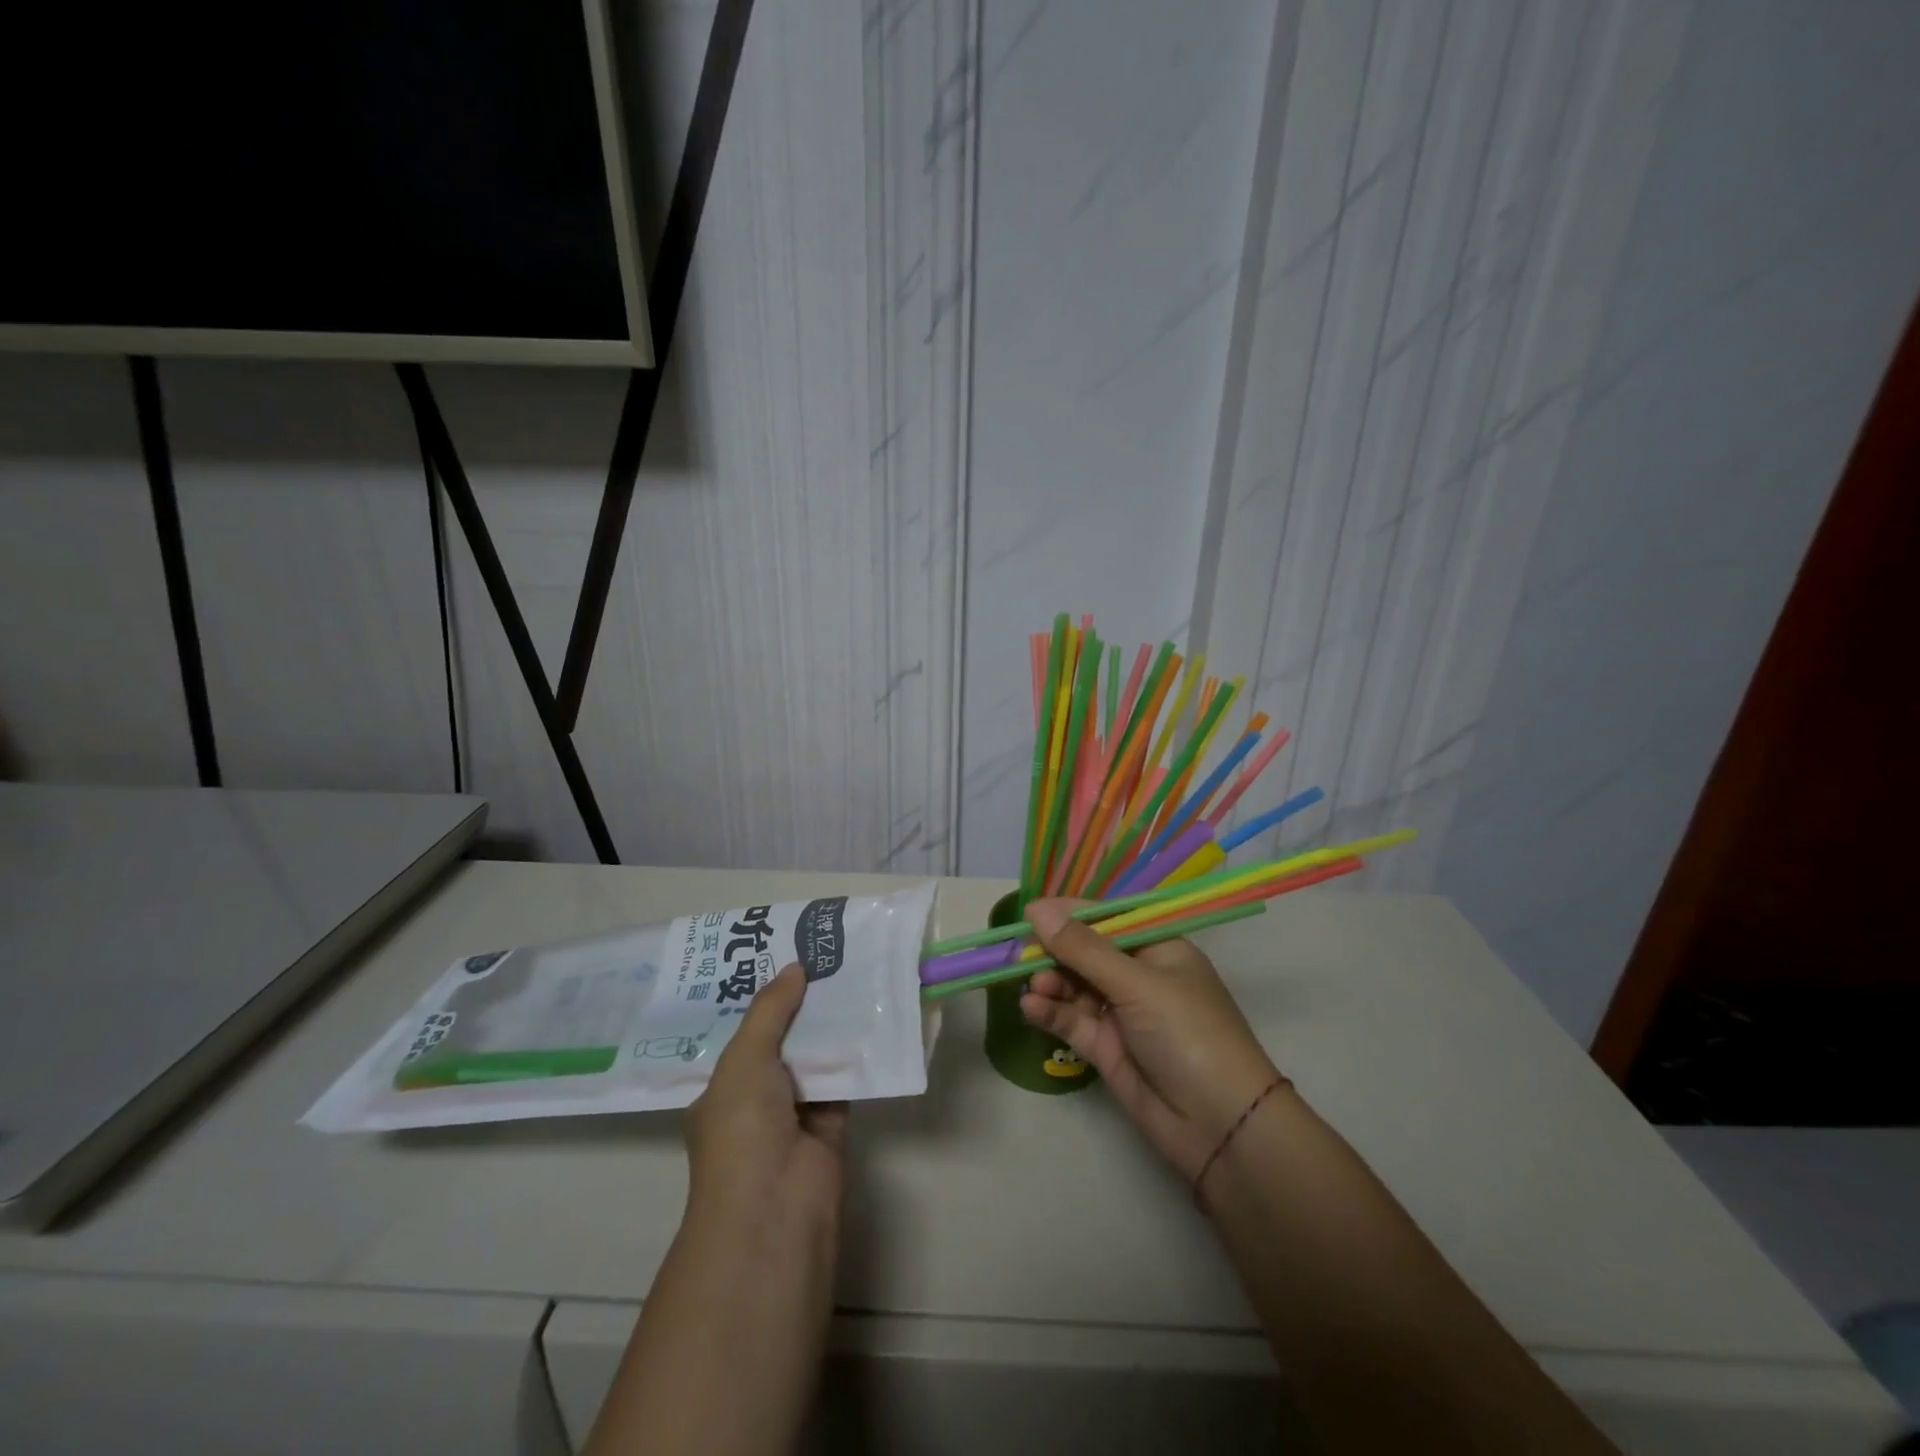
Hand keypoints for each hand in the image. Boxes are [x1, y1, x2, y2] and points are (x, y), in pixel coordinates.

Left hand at [685, 963, 846, 1229]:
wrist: (775, 1205)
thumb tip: (795, 967)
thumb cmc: (742, 1128)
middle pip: (781, 1042)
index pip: (741, 1036)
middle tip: (823, 958)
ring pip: (814, 1058)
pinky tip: (871, 1014)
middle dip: (799, 1006)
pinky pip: (843, 1078)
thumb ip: (770, 1010)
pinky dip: (855, 1053)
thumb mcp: (744, 1058)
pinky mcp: (831, 1124)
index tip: (782, 960)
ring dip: (829, 1025)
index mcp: (721, 1090)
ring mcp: (794, 1114)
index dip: (761, 1000)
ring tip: (851, 973)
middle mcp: (755, 1101)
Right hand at [1020, 898, 1283, 1181]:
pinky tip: (1031, 1008)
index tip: (1029, 913)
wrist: (1219, 1125)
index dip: (1069, 914)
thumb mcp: (1136, 983)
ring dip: (1050, 983)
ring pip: (1074, 986)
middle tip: (1019, 955)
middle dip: (1053, 951)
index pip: (1107, 918)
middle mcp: (1138, 975)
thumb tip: (1036, 909)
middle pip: (1085, 952)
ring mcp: (1121, 1012)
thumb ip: (1082, 949)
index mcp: (1157, 948)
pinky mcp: (1106, 1047)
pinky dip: (1051, 1012)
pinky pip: (1072, 1020)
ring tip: (1033, 987)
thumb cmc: (1187, 1032)